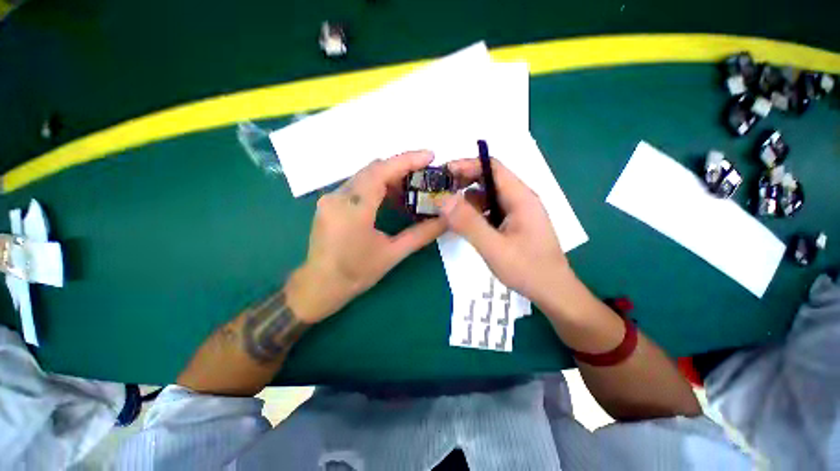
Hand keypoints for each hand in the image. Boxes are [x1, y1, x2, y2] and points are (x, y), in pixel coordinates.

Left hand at [290, 151, 446, 322]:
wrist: (320, 286)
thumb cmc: (356, 273)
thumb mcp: (392, 254)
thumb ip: (421, 234)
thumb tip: (445, 220)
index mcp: (353, 209)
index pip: (381, 172)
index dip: (406, 160)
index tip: (429, 155)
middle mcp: (338, 197)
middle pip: (373, 169)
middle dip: (401, 168)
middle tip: (425, 175)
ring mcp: (331, 198)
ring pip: (365, 176)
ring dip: (390, 178)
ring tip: (412, 188)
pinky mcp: (330, 203)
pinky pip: (357, 186)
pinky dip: (377, 186)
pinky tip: (391, 198)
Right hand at [440, 158, 573, 305]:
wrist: (553, 292)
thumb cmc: (528, 270)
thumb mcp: (494, 248)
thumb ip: (469, 223)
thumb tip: (444, 199)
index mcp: (520, 198)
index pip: (493, 167)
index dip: (467, 165)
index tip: (443, 173)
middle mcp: (519, 199)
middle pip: (489, 180)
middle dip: (463, 182)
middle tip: (440, 193)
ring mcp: (517, 212)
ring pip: (488, 196)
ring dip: (467, 200)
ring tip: (447, 210)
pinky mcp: (513, 223)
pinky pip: (490, 210)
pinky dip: (474, 213)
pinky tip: (463, 223)